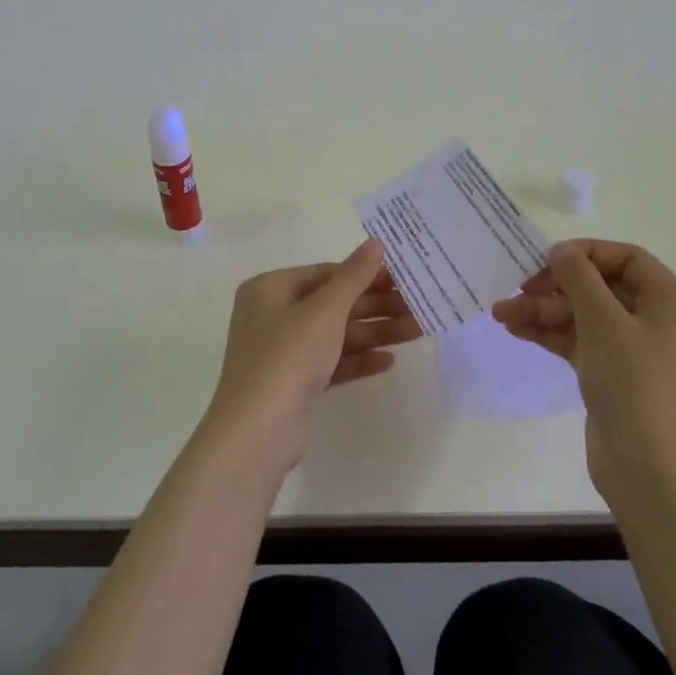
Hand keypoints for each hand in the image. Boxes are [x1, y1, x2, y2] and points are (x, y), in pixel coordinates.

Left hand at [203, 239, 419, 472]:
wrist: (258, 432)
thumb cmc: (287, 357)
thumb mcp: (324, 311)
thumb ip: (353, 277)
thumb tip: (375, 243)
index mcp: (269, 289)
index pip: (324, 273)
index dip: (364, 274)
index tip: (402, 278)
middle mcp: (272, 315)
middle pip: (332, 304)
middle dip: (375, 306)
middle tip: (417, 305)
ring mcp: (282, 352)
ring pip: (335, 334)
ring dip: (374, 332)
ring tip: (417, 331)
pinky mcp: (294, 384)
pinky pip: (330, 362)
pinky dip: (357, 359)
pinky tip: (388, 361)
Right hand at [492, 240, 675, 503]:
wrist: (652, 473)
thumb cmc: (636, 386)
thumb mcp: (605, 323)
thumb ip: (579, 279)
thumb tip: (561, 251)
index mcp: (671, 301)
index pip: (626, 258)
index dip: (585, 253)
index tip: (546, 260)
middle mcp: (657, 320)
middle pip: (600, 287)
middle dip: (554, 288)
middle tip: (516, 290)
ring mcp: (635, 350)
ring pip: (584, 316)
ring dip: (544, 311)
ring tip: (501, 314)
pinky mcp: (614, 376)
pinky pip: (580, 342)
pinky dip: (551, 334)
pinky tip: (516, 330)